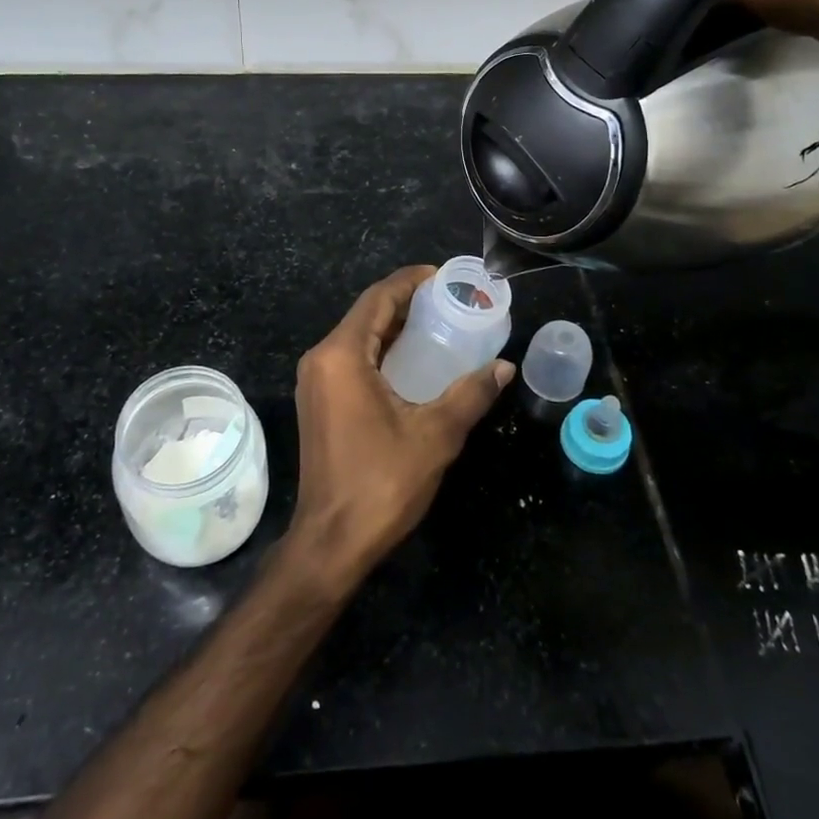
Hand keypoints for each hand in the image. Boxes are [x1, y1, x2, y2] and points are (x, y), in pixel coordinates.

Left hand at [286, 265, 514, 587]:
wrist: (331, 542)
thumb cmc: (381, 482)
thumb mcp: (435, 434)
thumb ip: (471, 394)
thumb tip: (503, 367)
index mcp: (342, 355)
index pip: (378, 297)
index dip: (412, 281)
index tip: (446, 277)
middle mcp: (321, 358)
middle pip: (367, 313)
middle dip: (407, 302)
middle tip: (450, 301)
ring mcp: (315, 381)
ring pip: (358, 336)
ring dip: (394, 326)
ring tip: (438, 324)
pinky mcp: (318, 401)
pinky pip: (351, 358)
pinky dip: (382, 350)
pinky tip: (413, 360)